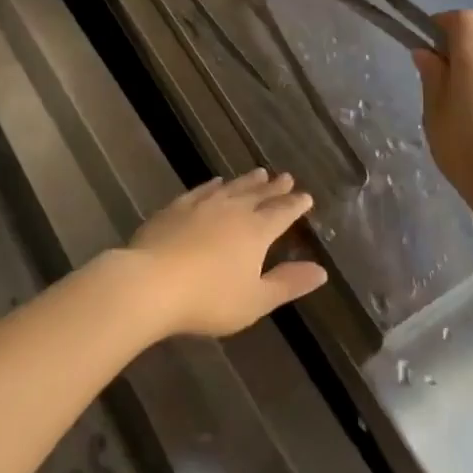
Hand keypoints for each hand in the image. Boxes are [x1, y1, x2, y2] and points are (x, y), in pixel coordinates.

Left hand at [124, 170, 327, 337]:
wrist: (152, 282)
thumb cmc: (209, 298)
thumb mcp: (255, 300)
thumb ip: (287, 284)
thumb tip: (321, 271)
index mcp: (256, 231)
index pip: (282, 213)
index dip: (296, 206)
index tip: (306, 196)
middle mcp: (233, 210)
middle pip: (259, 194)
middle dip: (275, 187)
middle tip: (286, 177)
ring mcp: (203, 204)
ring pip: (233, 187)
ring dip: (248, 180)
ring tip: (260, 172)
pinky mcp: (178, 207)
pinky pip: (203, 189)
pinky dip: (214, 184)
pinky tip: (216, 182)